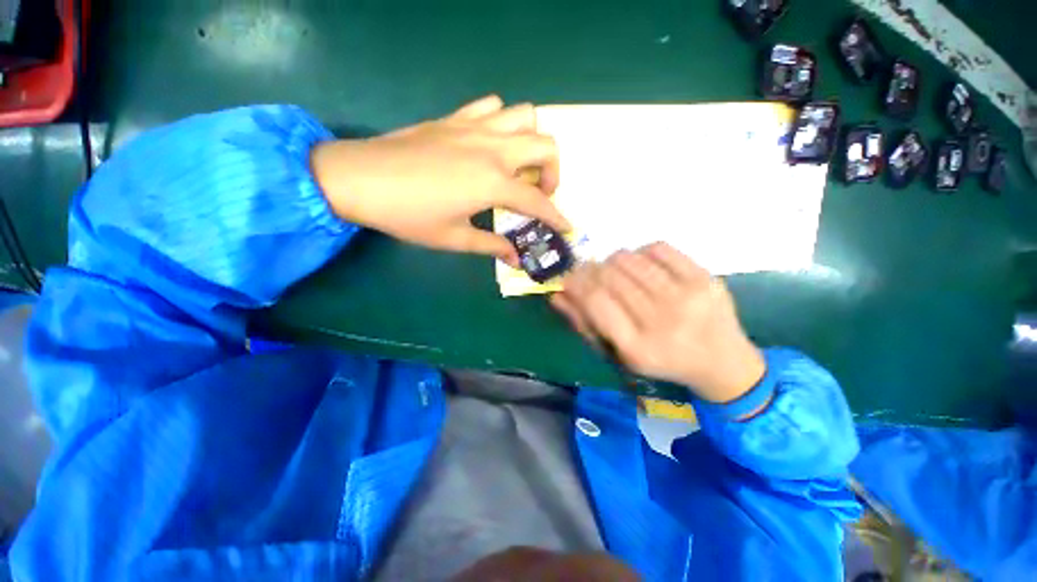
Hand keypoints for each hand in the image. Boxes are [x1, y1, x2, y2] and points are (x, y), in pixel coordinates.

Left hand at [310, 95, 569, 264]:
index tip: (566, 227)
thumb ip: (491, 245)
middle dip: (553, 172)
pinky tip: (490, 144)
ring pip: (525, 116)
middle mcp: (492, 149)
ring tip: (518, 166)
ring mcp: (474, 127)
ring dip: (531, 141)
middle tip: (538, 192)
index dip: (556, 217)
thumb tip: (516, 259)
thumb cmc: (408, 215)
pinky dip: (502, 122)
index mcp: (492, 183)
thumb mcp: (454, 238)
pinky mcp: (455, 117)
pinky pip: (492, 107)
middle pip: (545, 145)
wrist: (359, 178)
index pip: (538, 202)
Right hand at [550, 243, 765, 403]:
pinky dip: (641, 252)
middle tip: (589, 272)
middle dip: (591, 270)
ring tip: (615, 271)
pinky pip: (658, 248)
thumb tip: (558, 294)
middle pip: (610, 277)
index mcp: (637, 347)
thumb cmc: (661, 361)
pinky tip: (642, 265)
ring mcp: (686, 296)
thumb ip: (585, 323)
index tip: (569, 277)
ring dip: (612, 260)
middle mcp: (662, 320)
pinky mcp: (704, 277)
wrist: (722, 361)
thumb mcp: (619, 353)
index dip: (577, 283)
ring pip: (630, 259)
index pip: (596, 301)